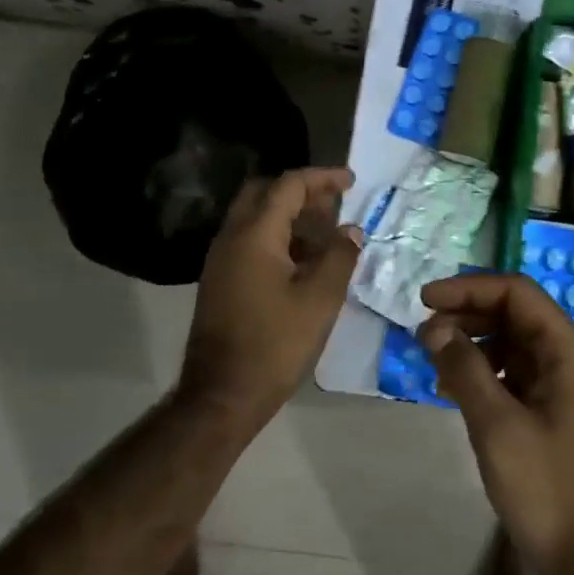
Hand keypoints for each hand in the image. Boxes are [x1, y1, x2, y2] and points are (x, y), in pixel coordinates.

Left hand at [180, 167, 360, 430]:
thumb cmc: (275, 344)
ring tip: (327, 234)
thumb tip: (351, 230)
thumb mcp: (320, 299)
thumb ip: (339, 256)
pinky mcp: (221, 281)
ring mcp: (221, 260)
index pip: (288, 186)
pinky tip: (305, 261)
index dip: (322, 178)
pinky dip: (279, 238)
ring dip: (290, 216)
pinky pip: (251, 242)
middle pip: (265, 194)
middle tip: (335, 204)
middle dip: (302, 192)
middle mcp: (232, 238)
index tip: (351, 181)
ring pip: (256, 218)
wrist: (222, 396)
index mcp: (254, 235)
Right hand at [419, 273, 573, 574]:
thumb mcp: (497, 425)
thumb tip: (434, 328)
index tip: (425, 300)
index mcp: (569, 349)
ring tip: (433, 360)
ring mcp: (565, 383)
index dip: (468, 288)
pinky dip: (485, 371)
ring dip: (473, 342)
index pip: (516, 293)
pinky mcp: (556, 408)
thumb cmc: (547, 488)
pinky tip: (453, 388)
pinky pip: (516, 371)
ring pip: (513, 342)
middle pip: (515, 313)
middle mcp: (571, 356)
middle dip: (467, 314)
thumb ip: (465, 369)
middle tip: (423, 333)